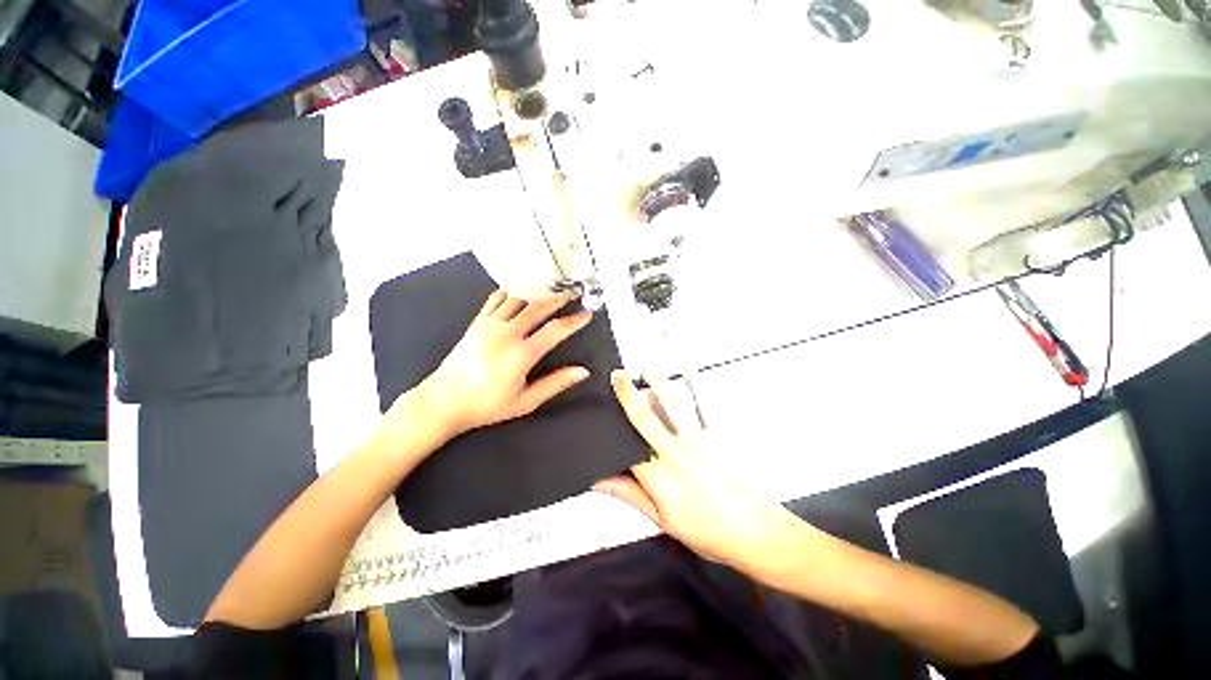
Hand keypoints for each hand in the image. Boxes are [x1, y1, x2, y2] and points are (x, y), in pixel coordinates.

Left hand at [415, 290, 592, 439]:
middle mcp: (507, 333)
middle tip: (572, 293)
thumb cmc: (487, 405)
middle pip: (538, 307)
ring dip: (537, 292)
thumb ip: (556, 384)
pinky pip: (496, 299)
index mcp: (522, 354)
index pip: (556, 330)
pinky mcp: (477, 322)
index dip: (574, 321)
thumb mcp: (526, 401)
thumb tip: (582, 372)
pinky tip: (519, 289)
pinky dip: (510, 291)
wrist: (443, 401)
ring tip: (551, 288)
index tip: (586, 314)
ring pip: (518, 299)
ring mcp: (490, 324)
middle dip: (558, 298)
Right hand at [594, 372, 800, 574]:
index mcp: (659, 477)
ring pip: (673, 404)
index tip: (601, 412)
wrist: (756, 532)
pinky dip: (694, 381)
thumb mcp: (662, 521)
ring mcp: (699, 440)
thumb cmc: (708, 530)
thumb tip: (599, 480)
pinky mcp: (719, 433)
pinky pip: (704, 402)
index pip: (626, 448)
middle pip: (645, 417)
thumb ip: (630, 495)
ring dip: (658, 382)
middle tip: (617, 375)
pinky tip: (687, 365)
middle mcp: (675, 453)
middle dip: (628, 394)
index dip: (611, 431)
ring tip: (647, 367)